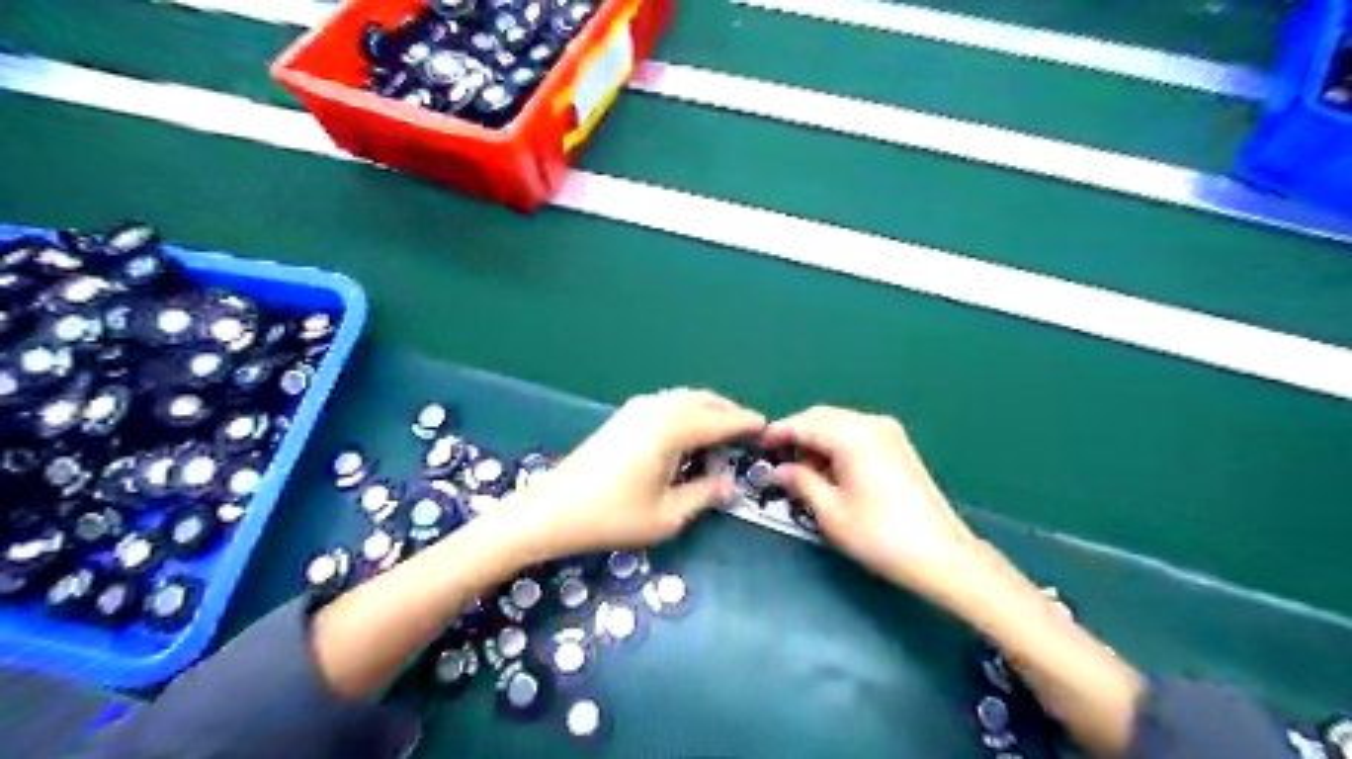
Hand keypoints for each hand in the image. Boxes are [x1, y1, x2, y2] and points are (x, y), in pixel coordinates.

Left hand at [508, 390, 765, 558]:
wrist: (553, 510)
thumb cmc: (612, 516)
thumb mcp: (667, 515)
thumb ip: (704, 495)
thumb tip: (730, 485)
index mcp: (673, 429)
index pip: (721, 420)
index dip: (746, 423)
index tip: (766, 427)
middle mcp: (658, 408)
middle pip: (704, 400)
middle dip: (729, 411)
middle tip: (747, 429)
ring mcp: (637, 408)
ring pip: (684, 398)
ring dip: (707, 408)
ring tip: (722, 430)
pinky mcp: (623, 415)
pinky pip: (667, 403)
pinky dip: (686, 410)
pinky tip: (687, 432)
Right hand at [764, 407, 978, 602]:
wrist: (942, 555)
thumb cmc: (880, 536)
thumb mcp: (830, 512)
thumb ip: (799, 481)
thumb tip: (777, 470)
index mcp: (852, 435)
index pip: (803, 423)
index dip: (776, 433)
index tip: (756, 447)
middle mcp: (871, 423)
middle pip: (821, 417)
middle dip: (796, 434)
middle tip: (775, 461)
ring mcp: (888, 432)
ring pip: (839, 423)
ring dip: (816, 439)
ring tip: (800, 471)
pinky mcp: (898, 445)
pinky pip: (856, 433)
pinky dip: (836, 444)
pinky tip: (829, 470)